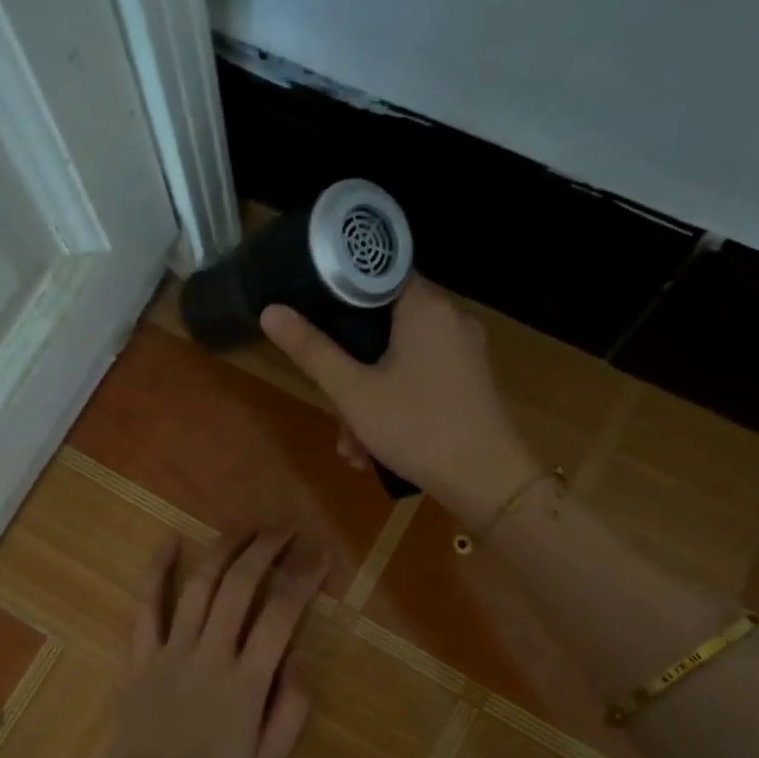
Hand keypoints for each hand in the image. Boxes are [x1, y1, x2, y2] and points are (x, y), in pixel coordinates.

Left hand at [96, 530, 328, 757]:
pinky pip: (146, 606)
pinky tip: (169, 542)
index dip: (303, 578)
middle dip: (266, 550)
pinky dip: (156, 571)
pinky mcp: (141, 656)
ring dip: (223, 550)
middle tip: (285, 530)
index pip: (281, 614)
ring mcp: (171, 651)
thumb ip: (290, 710)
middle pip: (240, 586)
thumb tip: (299, 657)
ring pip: (200, 586)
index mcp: (246, 682)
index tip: (320, 555)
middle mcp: (210, 654)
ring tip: (245, 528)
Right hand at [260, 277, 538, 525]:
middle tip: (333, 409)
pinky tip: (376, 449)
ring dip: (368, 400)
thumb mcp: (353, 392)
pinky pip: (421, 380)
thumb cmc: (416, 428)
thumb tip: (271, 311)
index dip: (340, 295)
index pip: (377, 276)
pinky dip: (395, 405)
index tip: (314, 321)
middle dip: (350, 371)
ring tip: (352, 446)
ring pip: (399, 361)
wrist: (488, 481)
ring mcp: (465, 352)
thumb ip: (311, 350)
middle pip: (384, 327)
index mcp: (425, 307)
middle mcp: (450, 319)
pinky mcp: (470, 381)